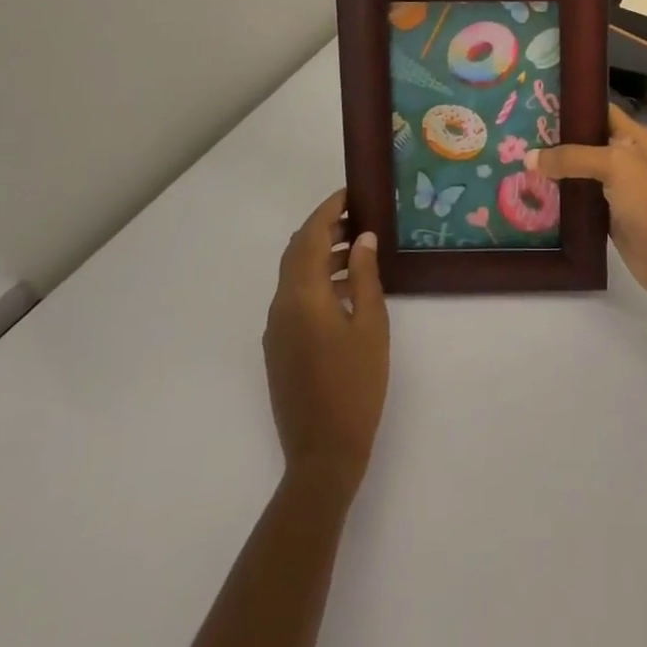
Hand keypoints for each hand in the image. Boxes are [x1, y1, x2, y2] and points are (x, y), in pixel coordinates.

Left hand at [262, 191, 388, 497]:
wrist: (322, 453)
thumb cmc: (356, 385)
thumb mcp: (371, 325)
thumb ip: (364, 276)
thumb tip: (363, 238)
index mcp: (302, 296)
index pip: (310, 237)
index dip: (328, 210)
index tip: (350, 193)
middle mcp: (280, 306)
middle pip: (297, 252)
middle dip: (324, 229)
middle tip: (359, 217)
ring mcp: (276, 329)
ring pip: (294, 276)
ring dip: (320, 255)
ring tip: (358, 249)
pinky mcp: (278, 348)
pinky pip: (293, 298)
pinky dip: (316, 281)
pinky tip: (345, 288)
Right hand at [529, 104, 646, 303]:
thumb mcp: (615, 166)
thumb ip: (572, 157)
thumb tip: (529, 158)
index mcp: (633, 137)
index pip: (598, 110)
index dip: (571, 105)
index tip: (536, 103)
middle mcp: (624, 158)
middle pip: (584, 141)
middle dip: (554, 139)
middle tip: (516, 134)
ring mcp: (615, 188)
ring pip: (578, 172)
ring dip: (553, 170)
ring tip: (516, 161)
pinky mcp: (606, 215)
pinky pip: (578, 200)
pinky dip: (558, 197)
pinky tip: (531, 193)